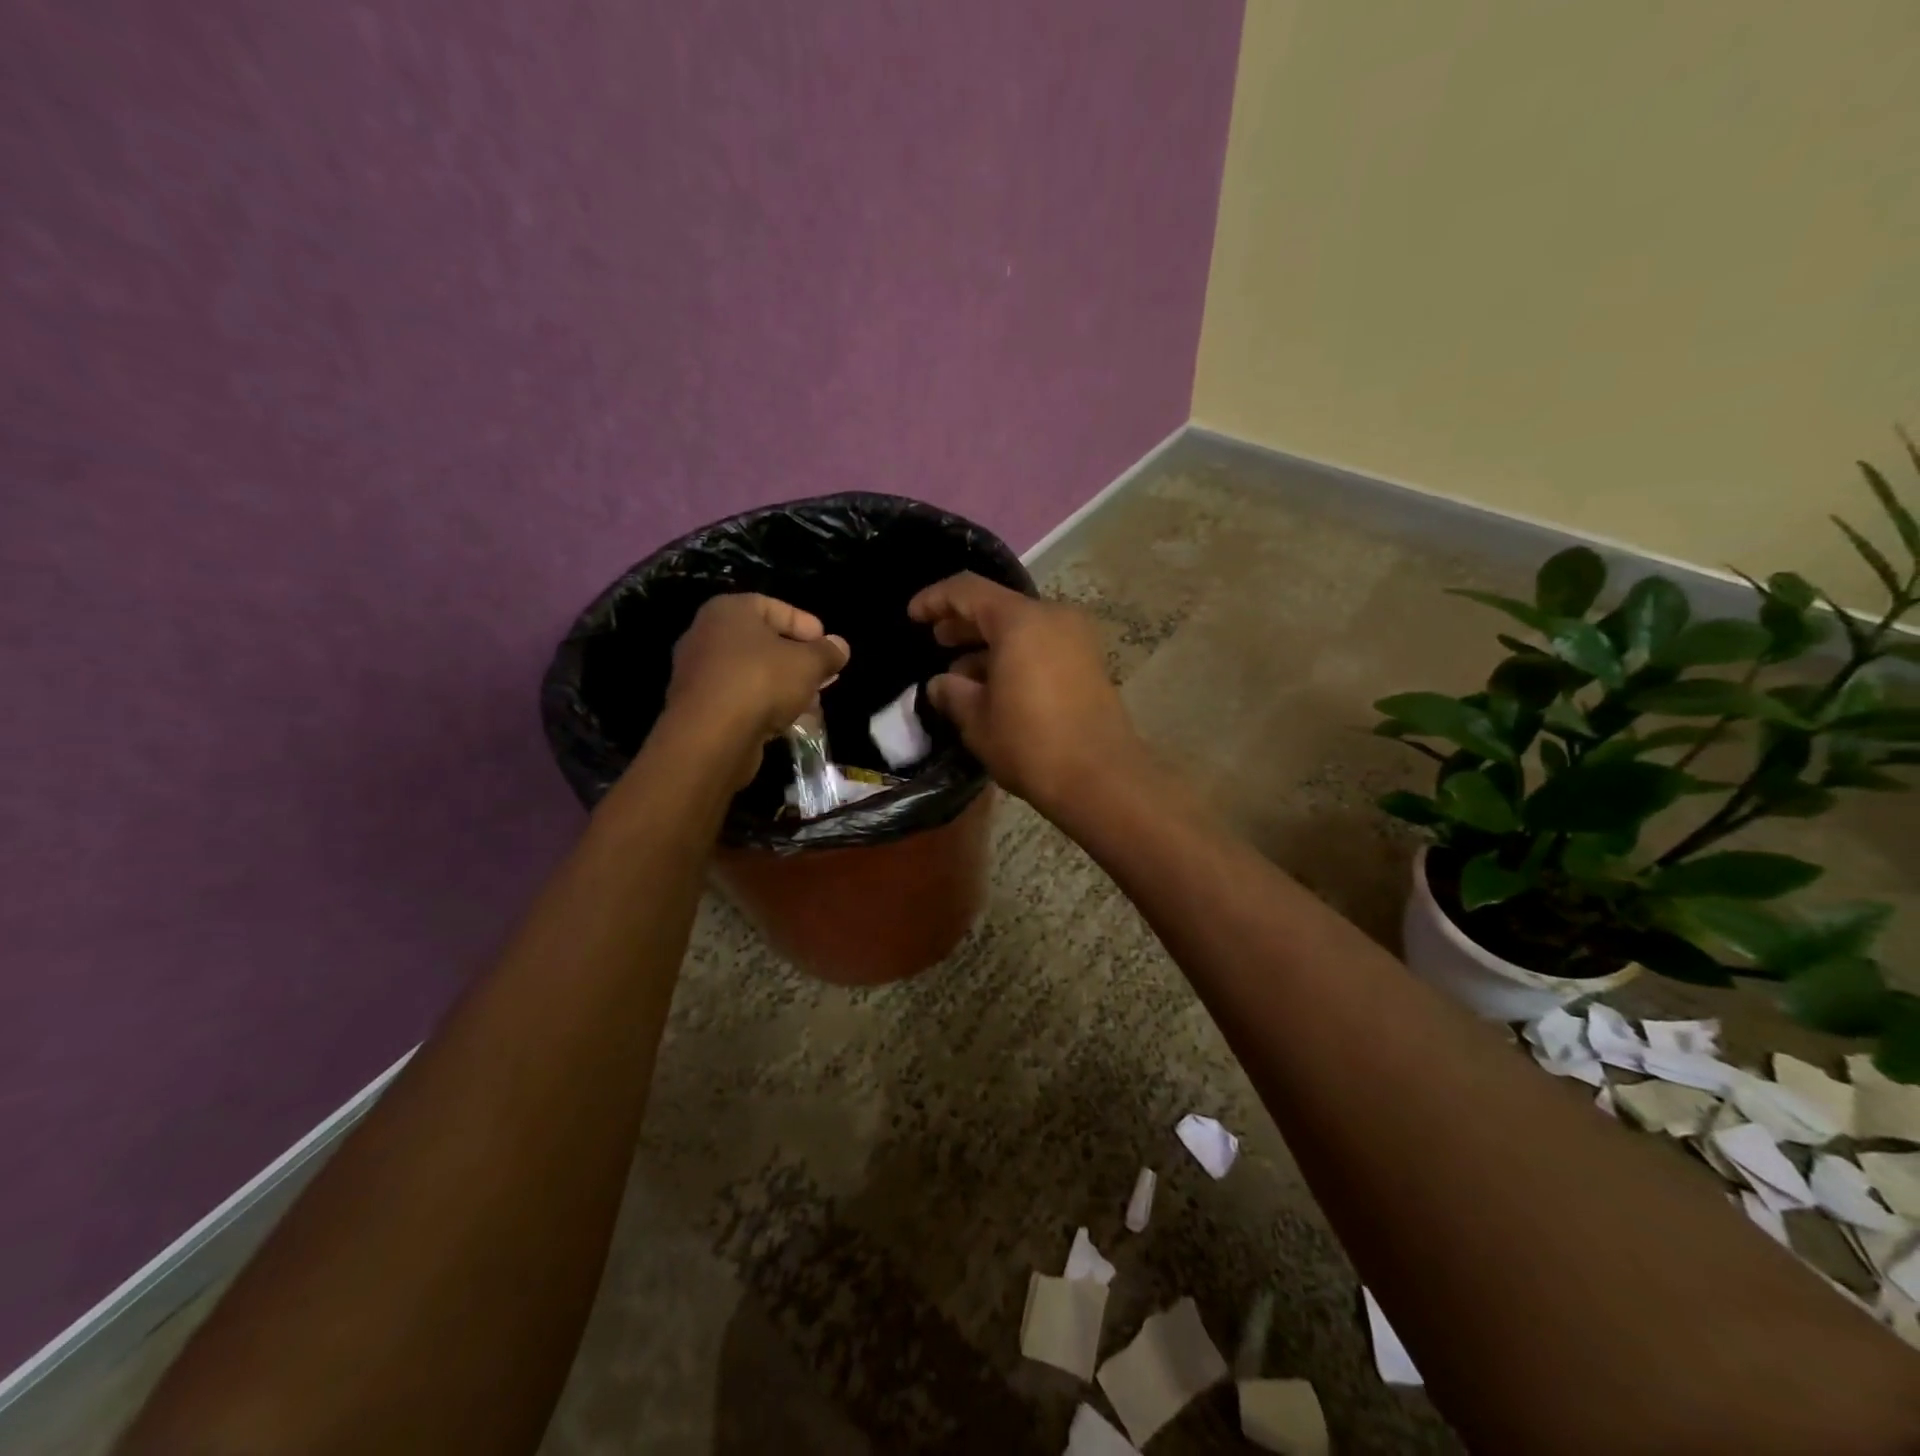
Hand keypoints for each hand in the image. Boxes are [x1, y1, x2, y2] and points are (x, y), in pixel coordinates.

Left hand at [666, 595, 848, 779]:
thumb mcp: (808, 664)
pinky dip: (763, 704)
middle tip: (823, 675)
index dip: (806, 625)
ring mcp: (699, 672)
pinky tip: (787, 719)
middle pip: (763, 641)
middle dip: (797, 659)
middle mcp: (707, 634)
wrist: (710, 736)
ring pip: (752, 672)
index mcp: (729, 611)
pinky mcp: (699, 706)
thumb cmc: (761, 682)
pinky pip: (740, 696)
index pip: (774, 607)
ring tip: (811, 702)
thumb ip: (827, 652)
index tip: (828, 646)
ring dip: (783, 685)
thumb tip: (840, 646)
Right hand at [908, 572, 1144, 816]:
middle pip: (999, 607)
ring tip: (961, 676)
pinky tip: (995, 687)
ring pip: (1022, 629)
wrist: (1102, 780)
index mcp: (1021, 621)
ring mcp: (1077, 639)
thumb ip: (952, 693)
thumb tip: (940, 684)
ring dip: (989, 645)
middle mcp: (1054, 618)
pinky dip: (1016, 656)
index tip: (912, 616)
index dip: (934, 599)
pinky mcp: (1090, 663)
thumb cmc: (1031, 745)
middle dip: (964, 624)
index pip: (968, 591)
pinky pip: (1043, 646)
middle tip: (937, 642)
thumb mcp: (978, 721)